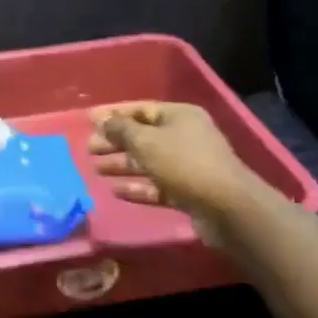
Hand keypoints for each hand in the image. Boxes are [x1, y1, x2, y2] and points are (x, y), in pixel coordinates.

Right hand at [87, 102, 264, 249]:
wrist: (228, 207)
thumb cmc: (184, 163)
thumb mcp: (146, 142)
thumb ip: (121, 129)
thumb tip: (101, 119)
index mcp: (180, 116)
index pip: (141, 110)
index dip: (114, 114)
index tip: (89, 120)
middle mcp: (185, 137)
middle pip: (143, 136)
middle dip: (115, 142)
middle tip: (89, 149)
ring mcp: (188, 166)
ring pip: (149, 162)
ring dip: (123, 165)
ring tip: (96, 170)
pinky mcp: (189, 192)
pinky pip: (157, 186)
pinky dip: (138, 187)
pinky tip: (116, 191)